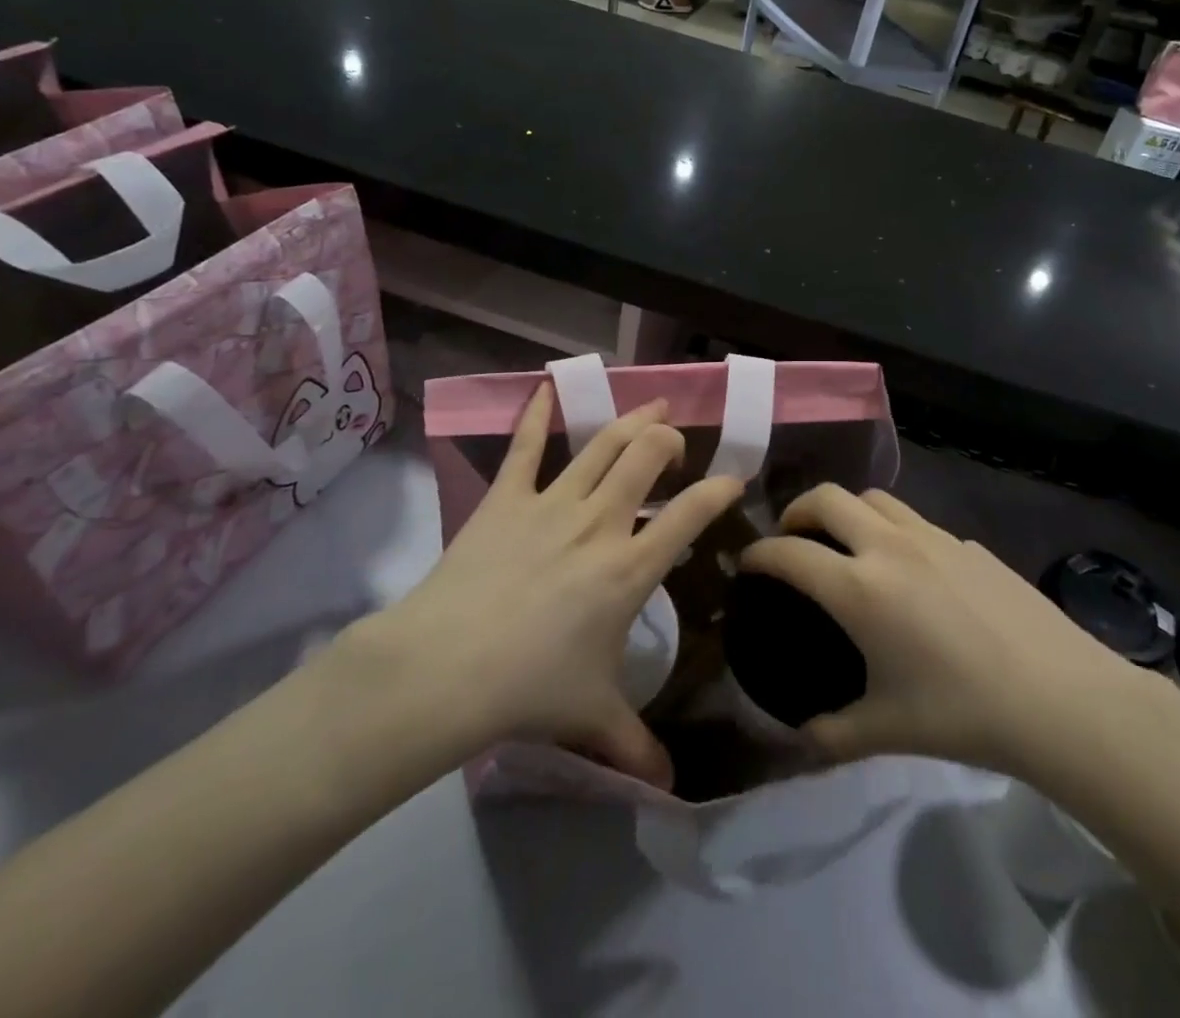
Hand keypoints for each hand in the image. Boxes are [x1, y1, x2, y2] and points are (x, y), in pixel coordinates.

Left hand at [341, 385, 741, 792]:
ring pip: (603, 444)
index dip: (718, 491)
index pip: (690, 515)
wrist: (446, 668)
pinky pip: (526, 447)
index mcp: (630, 568)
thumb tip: (671, 790)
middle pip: (646, 457)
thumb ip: (635, 747)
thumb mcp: (593, 718)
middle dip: (669, 439)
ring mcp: (552, 503)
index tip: (733, 480)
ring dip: (631, 419)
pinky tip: (547, 389)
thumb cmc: (531, 689)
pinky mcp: (507, 497)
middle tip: (674, 441)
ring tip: (652, 405)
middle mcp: (600, 523)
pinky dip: (539, 415)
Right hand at [741, 486, 1154, 777]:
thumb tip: (803, 738)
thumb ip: (834, 733)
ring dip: (847, 509)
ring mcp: (932, 537)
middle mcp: (888, 547)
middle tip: (794, 538)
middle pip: (827, 497)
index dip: (759, 554)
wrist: (1059, 696)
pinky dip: (892, 529)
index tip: (748, 565)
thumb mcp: (888, 730)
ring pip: (874, 497)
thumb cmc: (963, 712)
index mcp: (859, 588)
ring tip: (846, 541)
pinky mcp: (967, 542)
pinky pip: (915, 520)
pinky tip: (910, 569)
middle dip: (798, 510)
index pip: (789, 553)